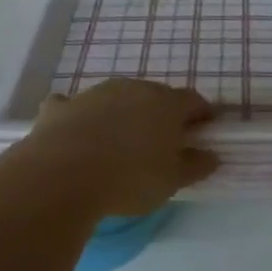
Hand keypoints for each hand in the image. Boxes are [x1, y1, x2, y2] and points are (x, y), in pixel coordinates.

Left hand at [22, 79, 218, 215]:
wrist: (63, 176)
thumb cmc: (130, 179)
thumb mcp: (173, 181)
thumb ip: (195, 166)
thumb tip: (211, 156)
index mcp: (166, 104)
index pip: (193, 101)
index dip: (201, 115)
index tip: (203, 131)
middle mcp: (132, 89)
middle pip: (154, 96)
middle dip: (161, 115)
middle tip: (161, 142)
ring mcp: (94, 94)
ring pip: (116, 99)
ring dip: (121, 115)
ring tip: (118, 145)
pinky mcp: (60, 107)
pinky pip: (75, 107)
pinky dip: (79, 117)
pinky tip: (76, 135)